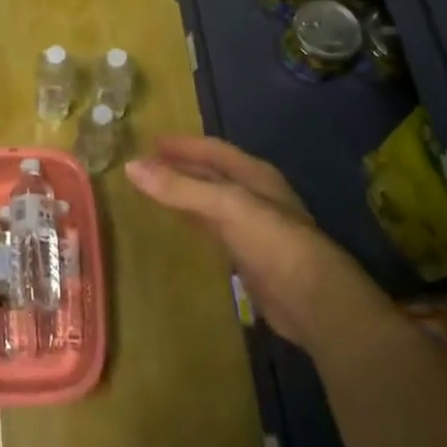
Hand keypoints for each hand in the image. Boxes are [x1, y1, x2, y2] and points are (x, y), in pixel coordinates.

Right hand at [125, 135, 386, 351]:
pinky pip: (214, 229)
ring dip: (185, 193)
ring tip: (154, 189)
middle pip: (211, 173)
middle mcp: (255, 195)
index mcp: (254, 175)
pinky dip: (194, 220)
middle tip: (145, 164)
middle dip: (180, 167)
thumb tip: (130, 166)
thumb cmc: (273, 242)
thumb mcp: (225, 206)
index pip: (212, 149)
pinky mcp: (251, 257)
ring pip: (211, 201)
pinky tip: (180, 225)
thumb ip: (179, 187)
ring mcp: (254, 227)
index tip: (149, 141)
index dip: (182, 144)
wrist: (316, 304)